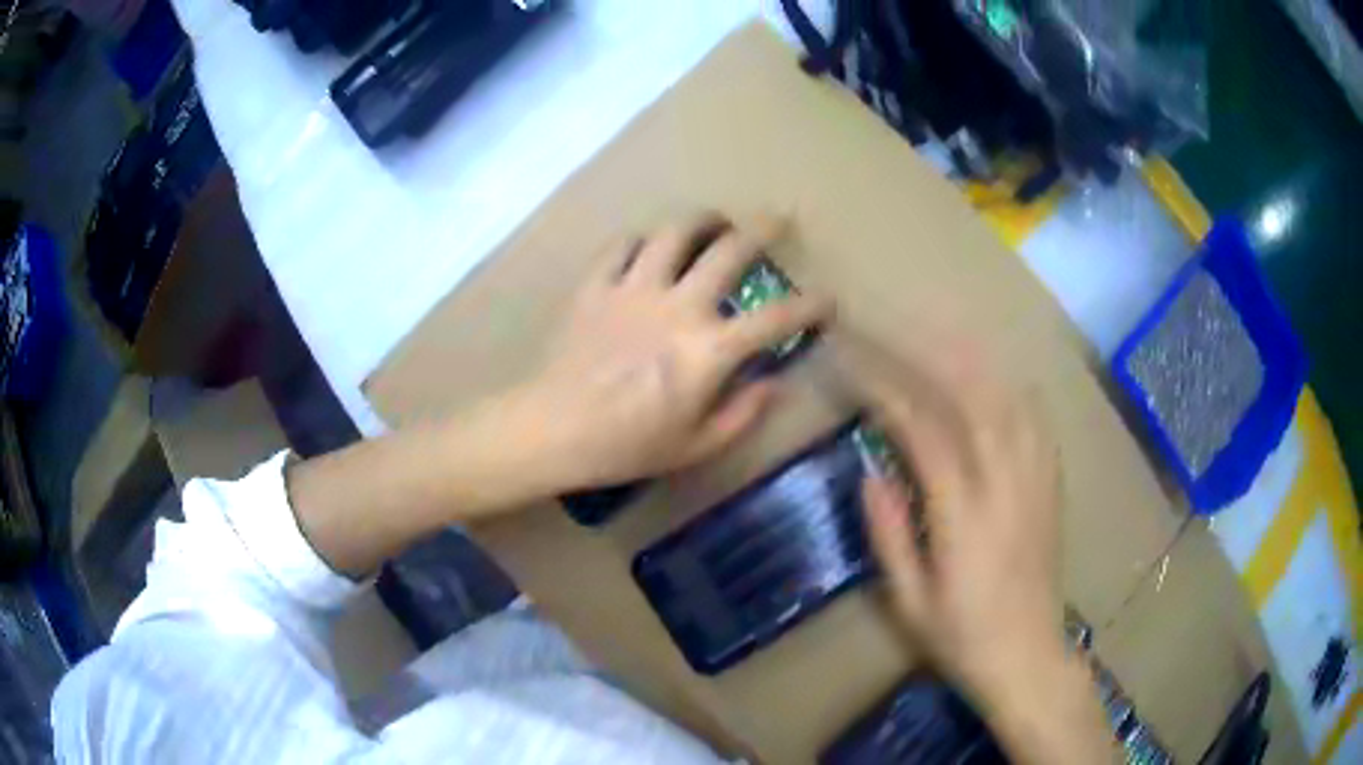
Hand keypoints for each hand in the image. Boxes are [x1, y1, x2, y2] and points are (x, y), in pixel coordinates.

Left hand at [505, 214, 830, 492]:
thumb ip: (744, 413)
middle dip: (763, 230)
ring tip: (714, 220)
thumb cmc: (628, 446)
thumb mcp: (697, 446)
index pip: (777, 319)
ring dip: (702, 220)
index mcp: (709, 350)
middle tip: (776, 220)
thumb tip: (776, 382)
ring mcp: (634, 288)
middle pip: (730, 251)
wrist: (553, 430)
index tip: (827, 300)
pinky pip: (622, 245)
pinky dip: (641, 239)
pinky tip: (648, 245)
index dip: (811, 306)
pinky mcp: (596, 285)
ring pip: (675, 232)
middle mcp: (679, 305)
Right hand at [845, 335, 1067, 703]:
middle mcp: (1006, 483)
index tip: (856, 361)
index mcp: (964, 515)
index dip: (888, 390)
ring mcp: (1036, 480)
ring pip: (1009, 398)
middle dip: (929, 351)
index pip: (924, 430)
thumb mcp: (909, 601)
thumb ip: (889, 534)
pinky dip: (1012, 387)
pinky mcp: (1051, 485)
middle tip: (895, 325)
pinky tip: (995, 374)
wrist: (1028, 657)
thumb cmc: (961, 637)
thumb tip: (872, 473)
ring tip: (938, 331)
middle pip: (972, 395)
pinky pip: (1036, 420)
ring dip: (972, 358)